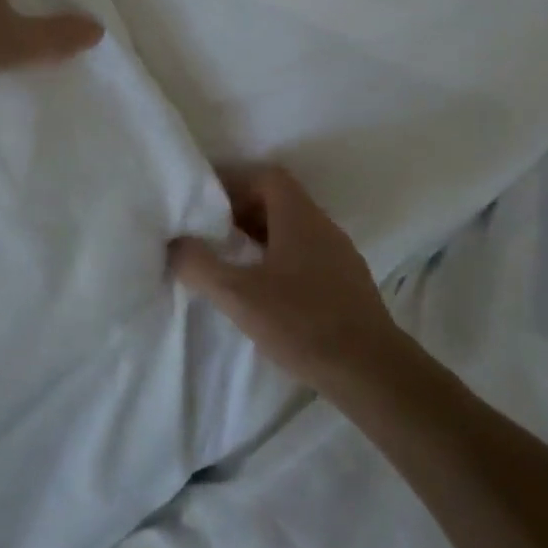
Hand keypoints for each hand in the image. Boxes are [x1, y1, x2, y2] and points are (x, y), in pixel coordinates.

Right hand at [170, 166, 408, 392]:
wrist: (372, 371)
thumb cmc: (302, 323)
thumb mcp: (239, 295)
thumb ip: (200, 265)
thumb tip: (174, 243)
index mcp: (299, 216)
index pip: (266, 176)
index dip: (234, 182)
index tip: (206, 201)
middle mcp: (323, 226)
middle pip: (279, 200)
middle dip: (242, 210)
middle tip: (211, 230)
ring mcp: (340, 255)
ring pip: (293, 229)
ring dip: (261, 236)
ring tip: (232, 260)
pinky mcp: (348, 283)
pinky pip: (307, 254)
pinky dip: (280, 258)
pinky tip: (265, 290)